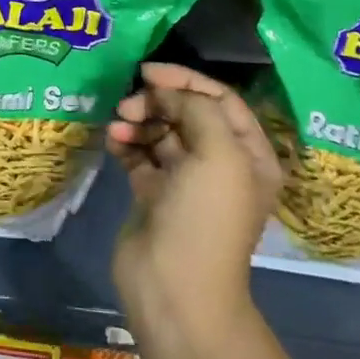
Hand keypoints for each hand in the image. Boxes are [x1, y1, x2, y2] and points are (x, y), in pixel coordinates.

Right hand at [109, 62, 282, 314]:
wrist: (174, 286)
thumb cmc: (205, 217)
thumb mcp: (218, 154)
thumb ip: (196, 109)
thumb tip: (164, 92)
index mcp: (247, 154)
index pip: (219, 99)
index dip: (185, 80)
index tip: (148, 72)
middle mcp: (219, 163)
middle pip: (186, 113)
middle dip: (156, 101)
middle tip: (128, 105)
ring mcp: (184, 180)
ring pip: (159, 131)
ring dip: (137, 120)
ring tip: (118, 125)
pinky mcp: (152, 193)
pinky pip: (138, 154)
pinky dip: (125, 142)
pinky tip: (112, 140)